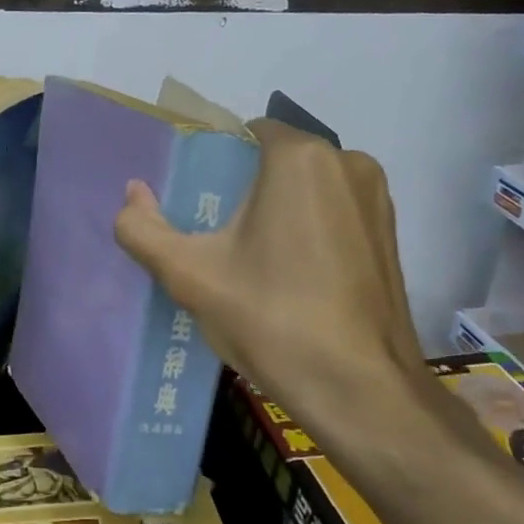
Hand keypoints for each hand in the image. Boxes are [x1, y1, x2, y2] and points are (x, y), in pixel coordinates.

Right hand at [113, 120, 430, 429]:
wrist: (361, 391)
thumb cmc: (272, 319)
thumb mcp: (190, 275)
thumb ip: (144, 229)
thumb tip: (132, 193)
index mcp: (301, 158)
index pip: (245, 133)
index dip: (213, 160)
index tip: (193, 198)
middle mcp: (348, 163)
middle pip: (276, 160)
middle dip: (244, 187)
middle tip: (213, 234)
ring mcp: (377, 200)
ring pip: (308, 187)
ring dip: (277, 209)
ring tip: (249, 258)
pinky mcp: (391, 235)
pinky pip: (334, 213)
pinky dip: (307, 228)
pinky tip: (290, 275)